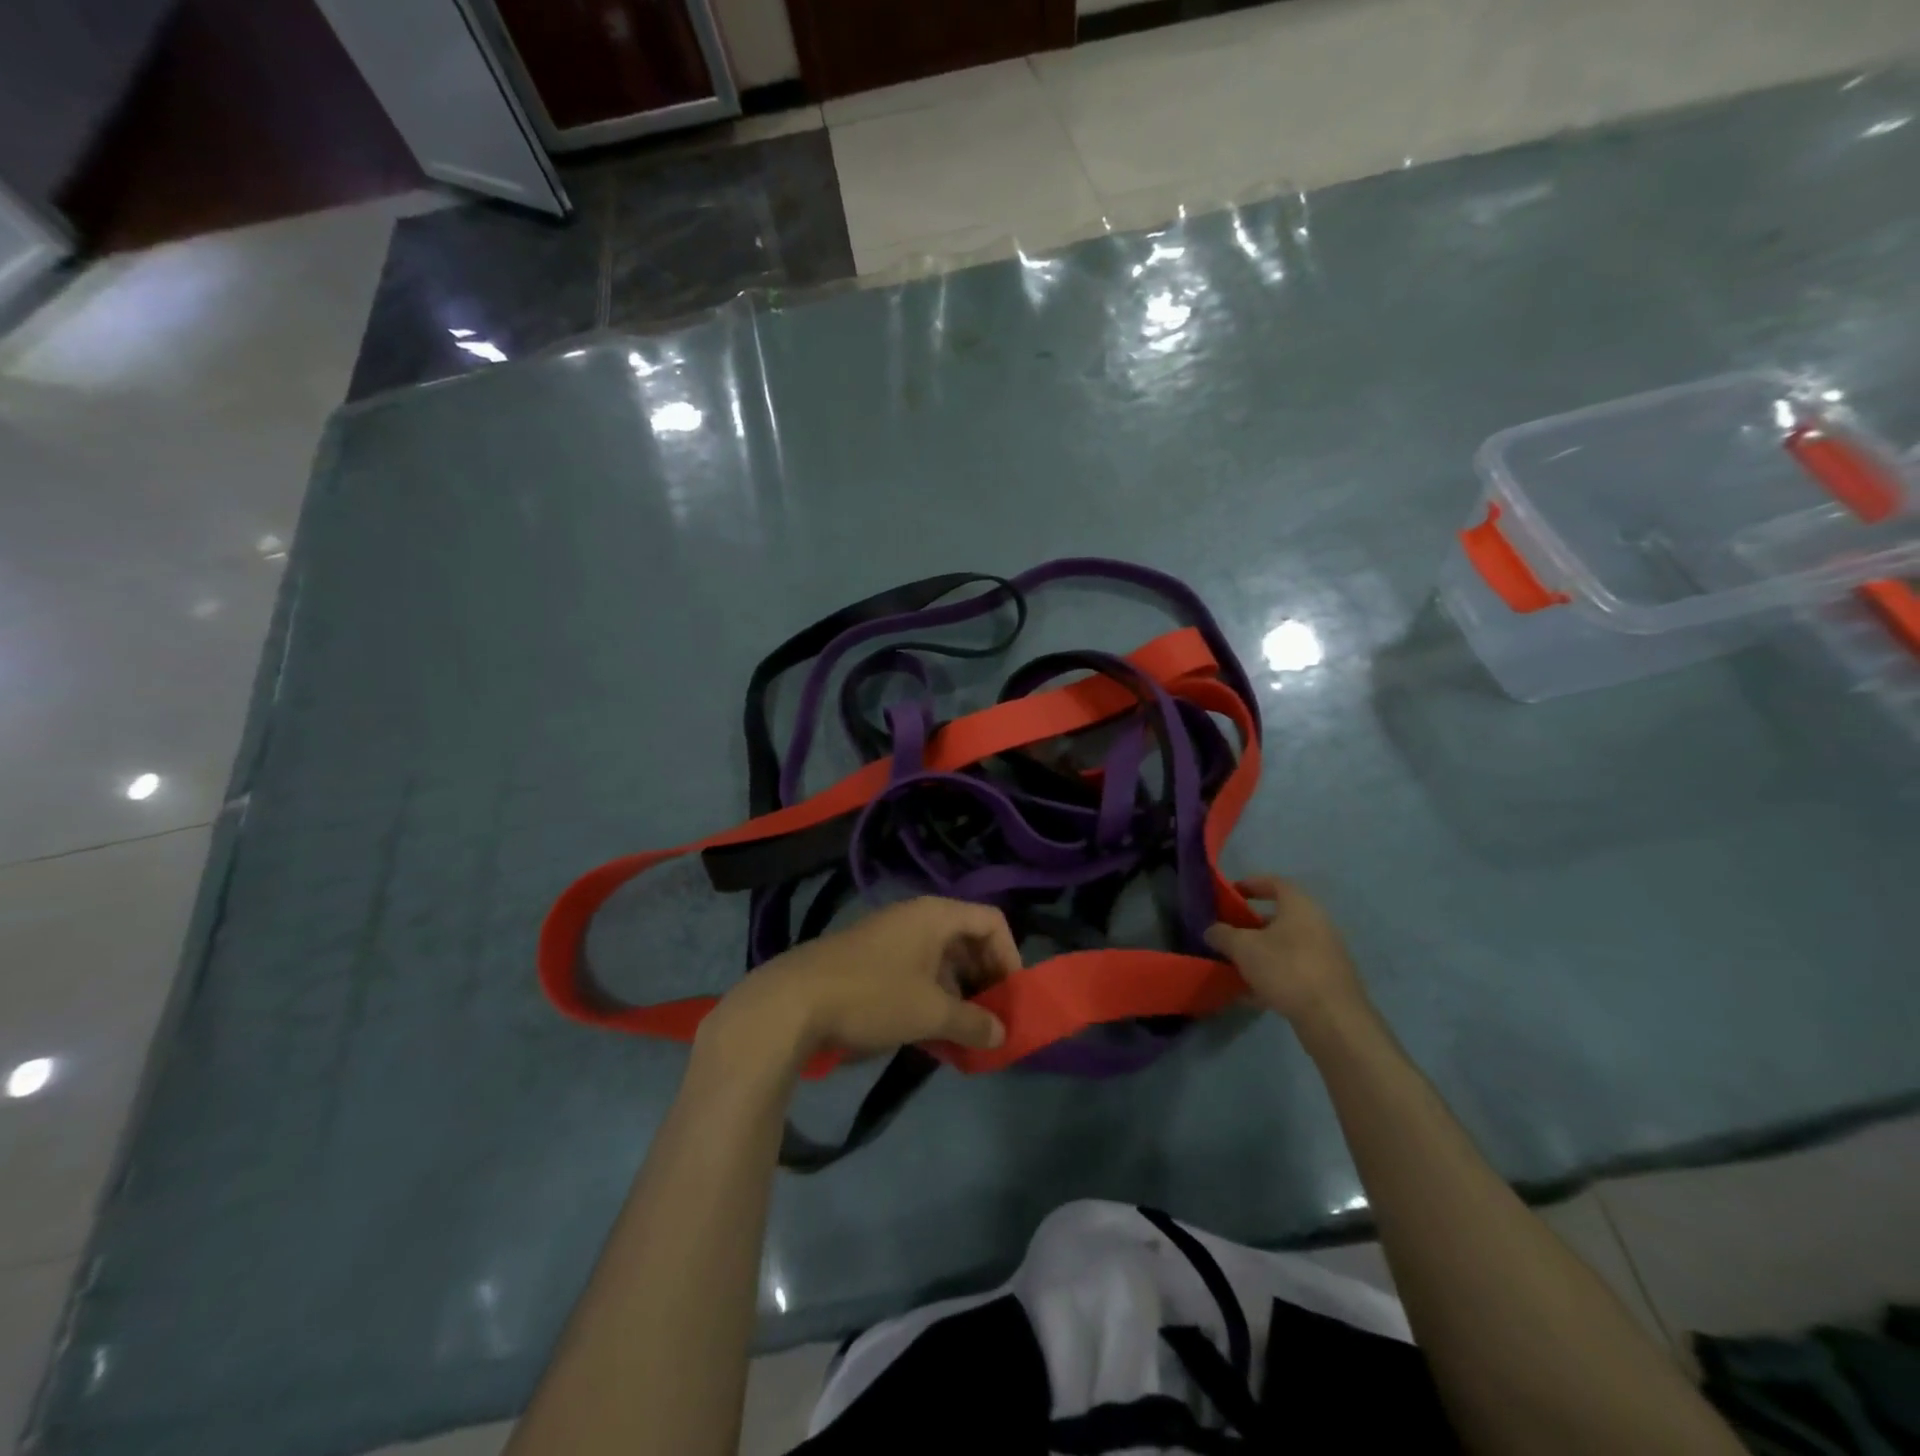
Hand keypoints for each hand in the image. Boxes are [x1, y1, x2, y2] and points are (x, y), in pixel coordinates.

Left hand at [704, 898, 1020, 1067]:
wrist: (790, 1004)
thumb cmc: (873, 997)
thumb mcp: (930, 1012)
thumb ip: (972, 1022)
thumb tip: (1002, 1034)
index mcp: (936, 915)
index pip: (991, 921)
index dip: (1010, 957)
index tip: (1010, 998)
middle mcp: (915, 917)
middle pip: (967, 940)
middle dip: (985, 980)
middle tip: (990, 1019)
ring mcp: (889, 937)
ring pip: (940, 960)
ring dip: (958, 995)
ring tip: (962, 1034)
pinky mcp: (869, 960)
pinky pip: (915, 972)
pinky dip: (930, 998)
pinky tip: (928, 1034)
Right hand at [1204, 876, 1369, 1035]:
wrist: (1334, 1019)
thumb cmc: (1286, 969)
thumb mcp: (1243, 948)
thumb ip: (1222, 934)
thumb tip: (1211, 930)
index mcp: (1300, 907)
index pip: (1275, 883)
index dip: (1251, 884)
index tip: (1230, 893)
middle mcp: (1317, 925)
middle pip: (1280, 917)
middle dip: (1251, 925)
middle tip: (1229, 933)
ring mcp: (1325, 955)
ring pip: (1286, 947)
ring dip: (1261, 953)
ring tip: (1235, 965)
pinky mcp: (1327, 982)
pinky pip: (1293, 971)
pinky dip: (1273, 976)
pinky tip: (1251, 995)